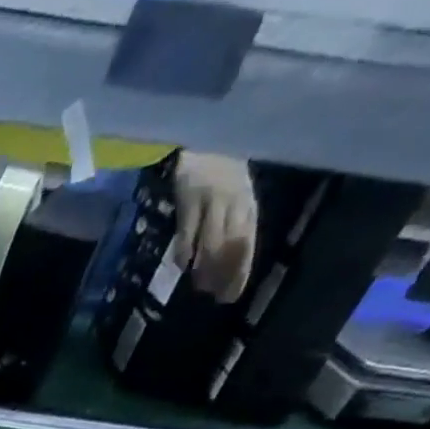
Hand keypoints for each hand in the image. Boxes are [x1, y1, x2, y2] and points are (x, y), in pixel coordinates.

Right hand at [172, 151, 256, 303]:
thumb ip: (229, 217)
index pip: (248, 239)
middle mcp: (234, 199)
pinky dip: (185, 249)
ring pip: (213, 239)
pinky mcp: (190, 196)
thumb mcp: (230, 188)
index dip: (242, 269)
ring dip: (206, 267)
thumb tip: (221, 256)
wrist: (201, 131)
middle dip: (227, 272)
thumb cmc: (216, 163)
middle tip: (217, 297)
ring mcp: (212, 197)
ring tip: (199, 287)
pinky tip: (181, 266)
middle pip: (234, 243)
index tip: (233, 295)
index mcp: (246, 199)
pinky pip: (189, 228)